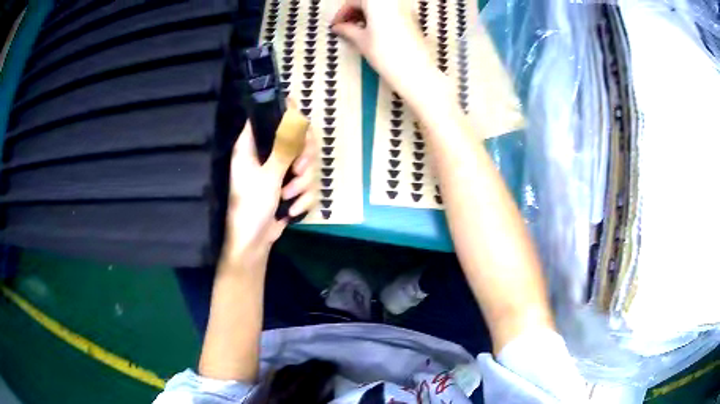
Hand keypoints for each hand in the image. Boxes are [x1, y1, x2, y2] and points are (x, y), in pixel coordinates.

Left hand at [222, 117, 317, 262]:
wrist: (253, 241)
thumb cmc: (251, 205)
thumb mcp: (268, 176)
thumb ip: (285, 148)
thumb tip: (296, 120)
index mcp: (252, 146)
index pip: (268, 117)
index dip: (286, 115)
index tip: (301, 126)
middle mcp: (266, 154)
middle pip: (296, 139)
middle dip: (303, 158)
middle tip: (299, 169)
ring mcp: (279, 172)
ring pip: (305, 164)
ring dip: (301, 184)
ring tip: (288, 197)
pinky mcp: (289, 188)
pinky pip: (306, 185)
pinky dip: (302, 199)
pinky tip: (291, 210)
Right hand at [331, 0, 434, 92]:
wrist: (414, 70)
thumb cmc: (386, 54)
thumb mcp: (361, 40)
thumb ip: (347, 29)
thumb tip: (338, 27)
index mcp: (376, 1)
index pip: (353, 1)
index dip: (342, 13)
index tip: (336, 26)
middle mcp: (392, 1)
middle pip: (367, 2)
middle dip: (354, 12)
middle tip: (345, 27)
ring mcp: (404, 8)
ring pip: (379, 6)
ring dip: (366, 14)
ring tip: (357, 31)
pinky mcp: (412, 17)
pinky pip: (390, 11)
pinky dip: (378, 17)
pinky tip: (373, 31)